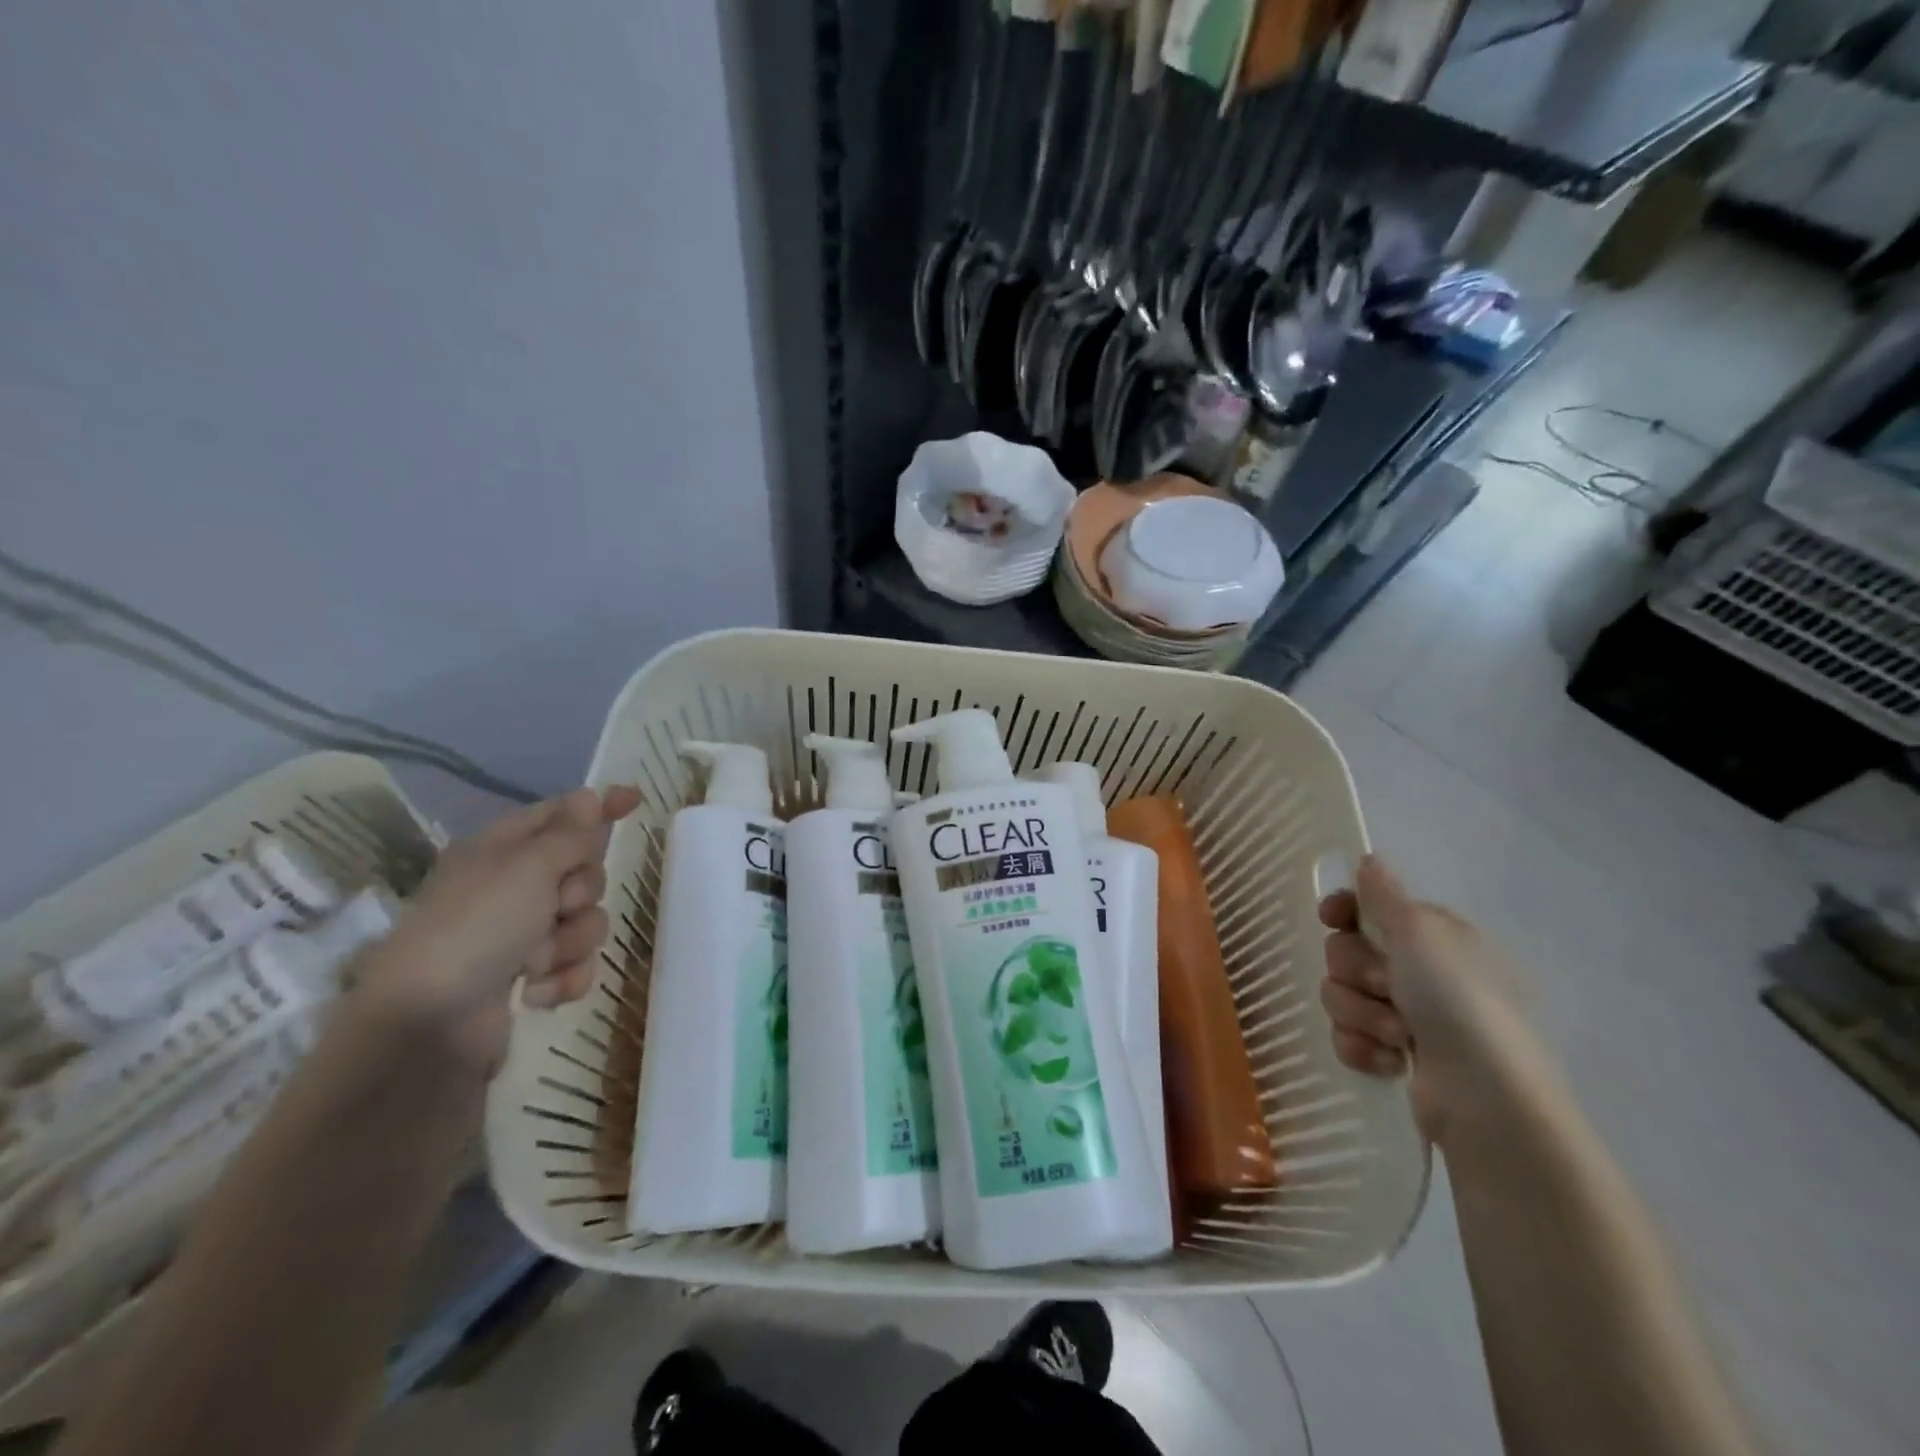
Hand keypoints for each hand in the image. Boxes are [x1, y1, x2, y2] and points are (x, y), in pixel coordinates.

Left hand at [355, 786, 641, 1079]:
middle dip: (581, 894)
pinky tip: (534, 992)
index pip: (560, 815)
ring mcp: (522, 935)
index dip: (597, 807)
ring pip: (587, 921)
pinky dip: (563, 978)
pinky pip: (578, 964)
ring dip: (570, 942)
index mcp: (501, 851)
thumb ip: (569, 834)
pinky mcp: (532, 976)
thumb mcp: (527, 868)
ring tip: (535, 962)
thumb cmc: (476, 928)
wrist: (427, 1026)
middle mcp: (513, 888)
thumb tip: (589, 795)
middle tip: (556, 907)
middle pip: (584, 872)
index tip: (636, 799)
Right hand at [1318, 855, 1545, 1144]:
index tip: (1332, 918)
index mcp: (1432, 936)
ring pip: (1341, 995)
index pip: (1368, 907)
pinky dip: (1362, 1048)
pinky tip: (1390, 1061)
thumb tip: (1369, 858)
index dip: (1343, 911)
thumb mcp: (1422, 933)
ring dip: (1361, 1013)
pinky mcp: (1392, 1055)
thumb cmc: (1457, 1001)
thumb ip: (1385, 894)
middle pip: (1345, 951)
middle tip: (1387, 987)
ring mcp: (1406, 1015)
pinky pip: (1347, 1036)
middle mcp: (1419, 971)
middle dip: (1356, 971)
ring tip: (1397, 1035)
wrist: (1486, 1098)